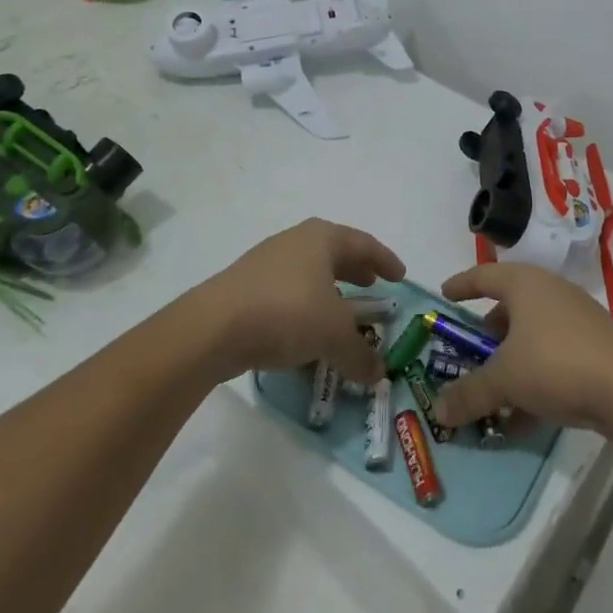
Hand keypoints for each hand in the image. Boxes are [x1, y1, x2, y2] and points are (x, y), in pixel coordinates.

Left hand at [195, 218, 405, 385]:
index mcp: (322, 238)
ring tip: (341, 312)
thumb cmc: (286, 313)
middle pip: (334, 253)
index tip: (400, 276)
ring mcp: (265, 262)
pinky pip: (287, 291)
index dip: (385, 260)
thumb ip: (360, 354)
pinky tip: (305, 332)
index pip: (363, 244)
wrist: (212, 328)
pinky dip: (304, 306)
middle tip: (373, 286)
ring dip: (329, 290)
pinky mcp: (244, 287)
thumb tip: (378, 374)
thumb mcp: (333, 336)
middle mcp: (295, 242)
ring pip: (308, 272)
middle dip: (355, 270)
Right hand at [433, 263, 612, 435]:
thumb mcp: (504, 379)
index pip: (484, 275)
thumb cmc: (556, 363)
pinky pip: (552, 357)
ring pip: (532, 336)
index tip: (444, 295)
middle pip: (509, 308)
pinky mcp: (594, 346)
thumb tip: (437, 411)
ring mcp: (576, 319)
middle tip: (467, 355)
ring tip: (492, 392)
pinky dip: (533, 379)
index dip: (462, 285)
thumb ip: (469, 393)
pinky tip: (523, 417)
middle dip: (486, 334)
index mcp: (525, 284)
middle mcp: (550, 293)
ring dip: (510, 363)